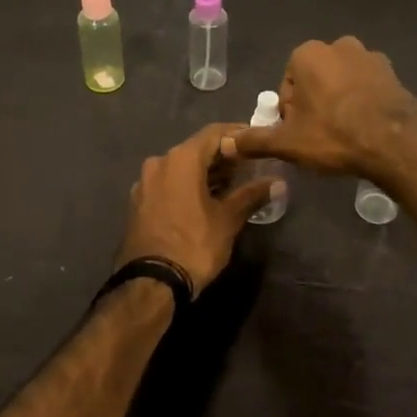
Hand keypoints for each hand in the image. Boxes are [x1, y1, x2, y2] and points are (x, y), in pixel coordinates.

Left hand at [116, 123, 276, 294]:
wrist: (150, 283)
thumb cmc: (194, 245)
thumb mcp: (228, 220)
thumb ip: (251, 195)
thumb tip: (277, 182)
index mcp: (181, 159)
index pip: (214, 133)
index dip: (237, 135)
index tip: (256, 143)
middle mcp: (159, 163)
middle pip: (196, 149)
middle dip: (222, 157)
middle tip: (248, 167)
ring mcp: (144, 183)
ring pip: (180, 168)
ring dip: (204, 173)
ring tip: (230, 186)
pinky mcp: (138, 203)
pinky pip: (167, 184)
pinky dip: (187, 186)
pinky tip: (203, 201)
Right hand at [222, 36, 416, 178]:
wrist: (396, 142)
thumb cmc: (334, 135)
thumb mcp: (288, 142)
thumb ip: (255, 140)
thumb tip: (226, 144)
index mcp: (307, 54)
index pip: (287, 85)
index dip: (290, 113)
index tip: (300, 134)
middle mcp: (339, 45)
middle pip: (314, 80)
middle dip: (314, 105)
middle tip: (320, 137)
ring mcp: (370, 57)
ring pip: (342, 83)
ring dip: (339, 103)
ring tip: (345, 135)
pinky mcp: (394, 73)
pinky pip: (367, 89)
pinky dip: (363, 104)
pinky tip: (366, 130)